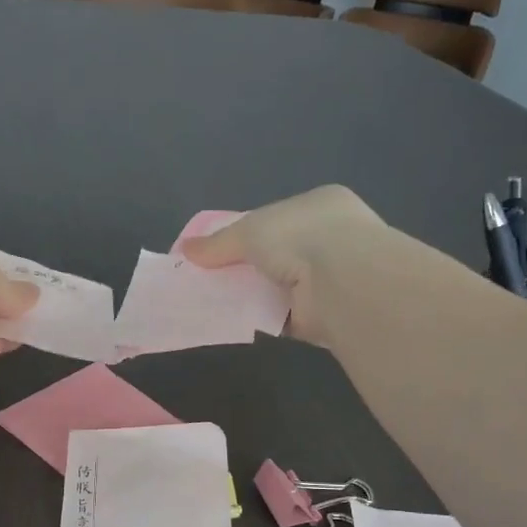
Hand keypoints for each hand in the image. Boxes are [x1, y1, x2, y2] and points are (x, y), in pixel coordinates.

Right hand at [179, 185, 385, 345]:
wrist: (341, 281)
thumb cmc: (299, 237)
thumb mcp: (249, 230)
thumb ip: (218, 242)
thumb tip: (185, 250)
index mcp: (320, 206)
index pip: (278, 217)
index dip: (248, 232)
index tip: (219, 248)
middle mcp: (331, 238)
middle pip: (278, 253)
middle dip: (250, 266)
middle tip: (212, 277)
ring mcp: (331, 278)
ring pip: (281, 285)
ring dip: (255, 294)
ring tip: (217, 301)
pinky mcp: (324, 314)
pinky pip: (285, 315)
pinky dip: (263, 318)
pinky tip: (238, 320)